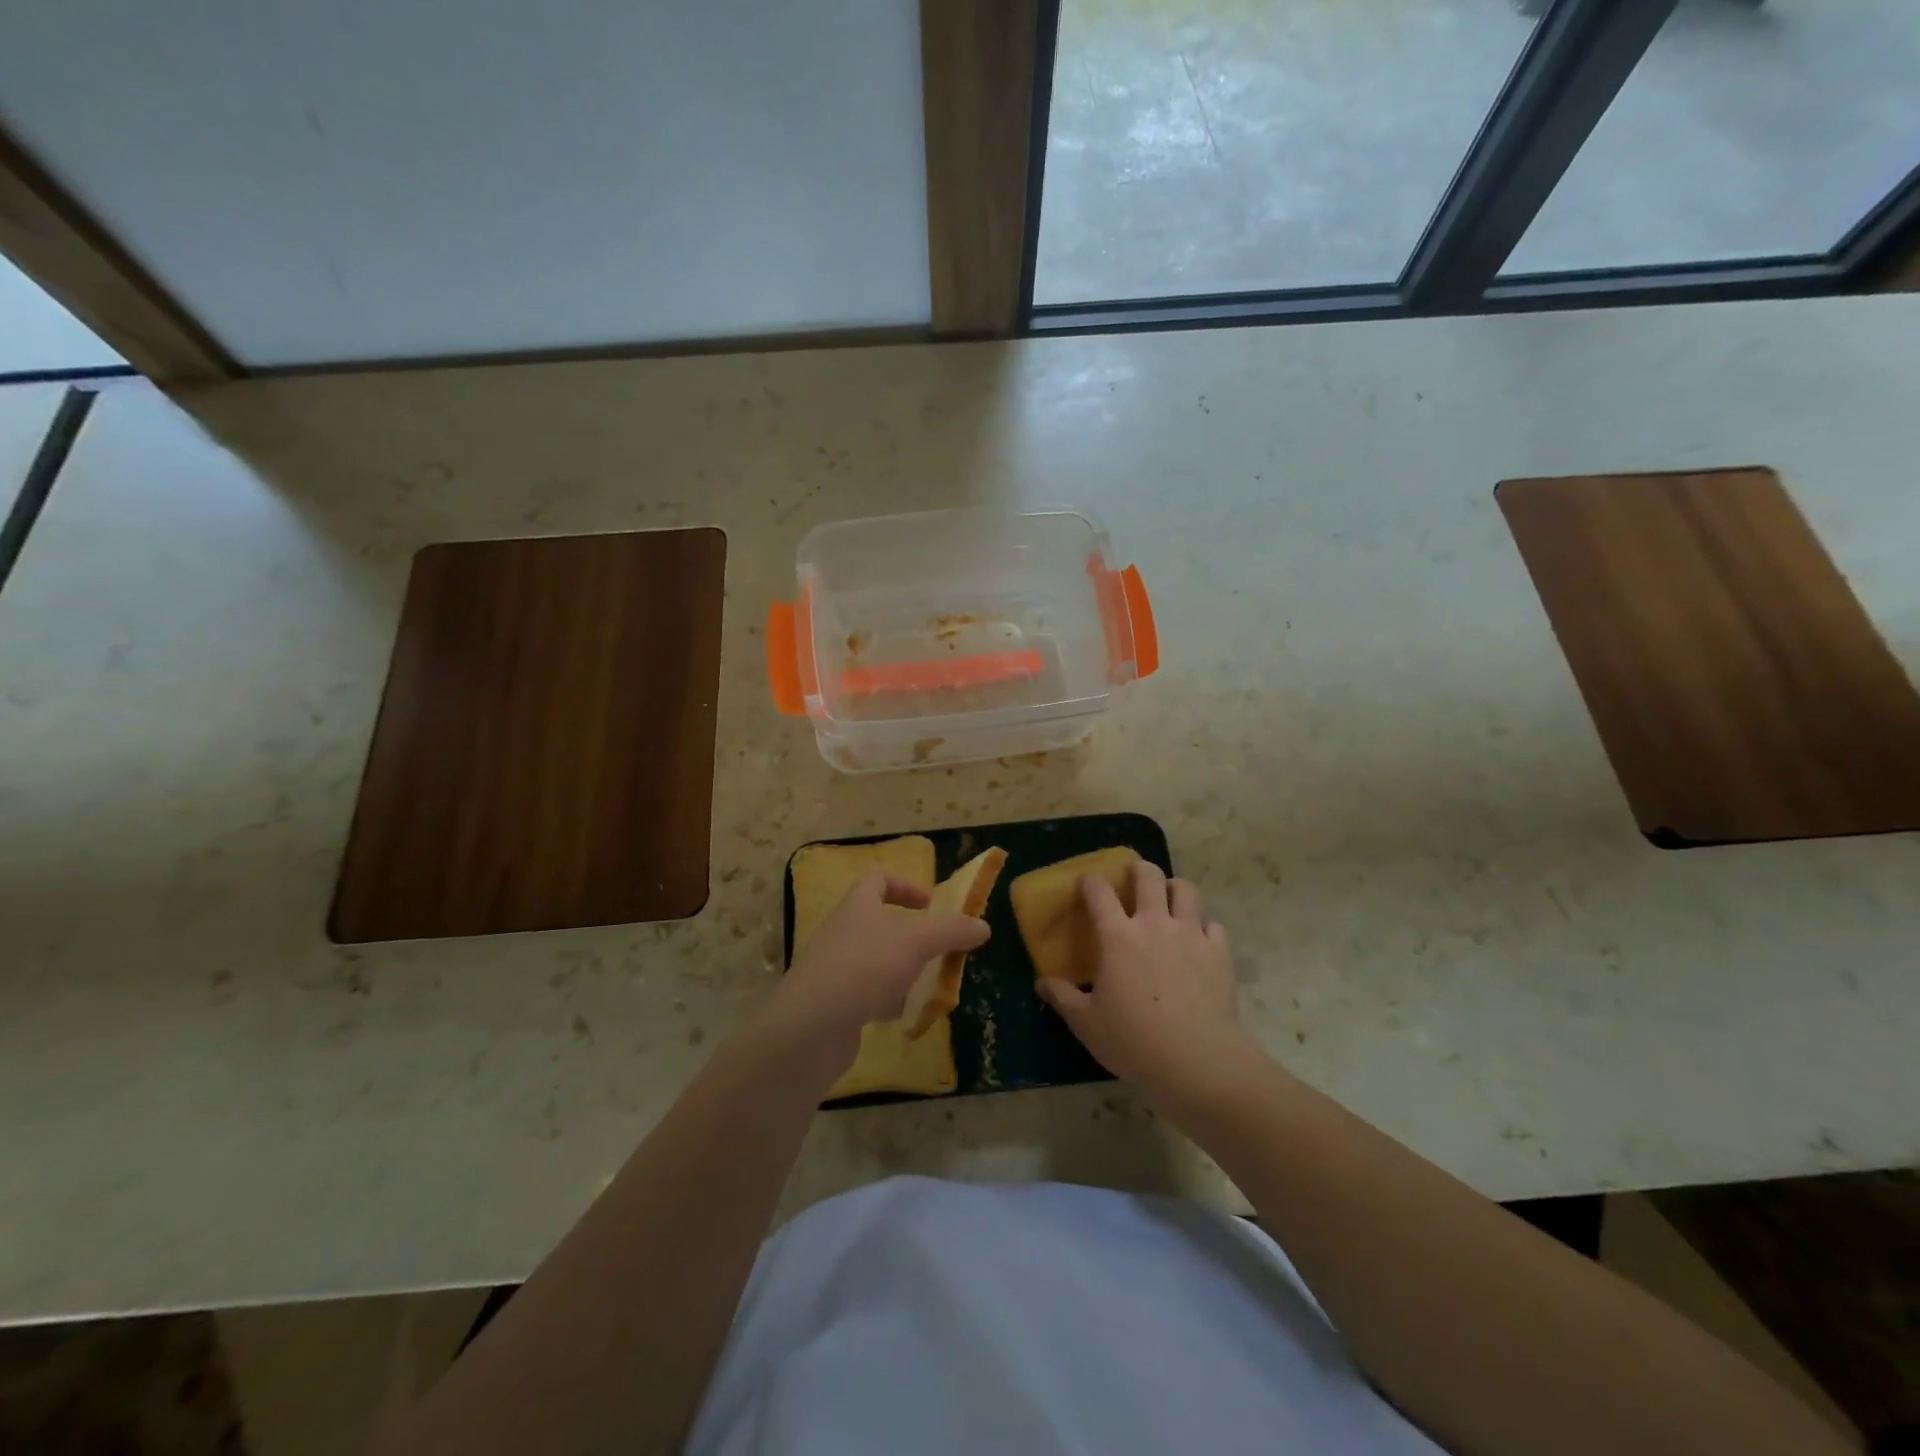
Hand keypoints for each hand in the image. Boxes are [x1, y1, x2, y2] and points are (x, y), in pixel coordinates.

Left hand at [764, 871, 988, 1063]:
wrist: (812, 1026)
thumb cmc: (866, 966)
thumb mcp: (918, 940)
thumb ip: (952, 930)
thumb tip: (983, 927)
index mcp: (857, 905)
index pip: (877, 879)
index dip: (905, 886)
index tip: (930, 904)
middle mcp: (842, 932)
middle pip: (878, 922)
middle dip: (911, 935)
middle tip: (938, 949)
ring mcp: (835, 969)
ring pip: (875, 960)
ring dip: (902, 969)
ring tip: (927, 984)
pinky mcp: (834, 1004)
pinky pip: (866, 994)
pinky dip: (887, 1001)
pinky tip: (904, 1014)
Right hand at [1036, 860, 1248, 1100]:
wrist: (1197, 1059)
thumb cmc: (1133, 1040)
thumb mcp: (1086, 1023)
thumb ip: (1063, 997)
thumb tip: (1041, 983)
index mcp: (1117, 936)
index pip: (1099, 892)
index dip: (1090, 882)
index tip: (1087, 883)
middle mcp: (1153, 923)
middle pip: (1148, 876)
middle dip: (1139, 869)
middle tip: (1134, 876)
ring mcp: (1190, 934)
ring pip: (1186, 890)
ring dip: (1175, 888)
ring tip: (1170, 898)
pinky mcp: (1219, 952)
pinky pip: (1213, 924)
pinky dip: (1204, 926)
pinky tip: (1199, 939)